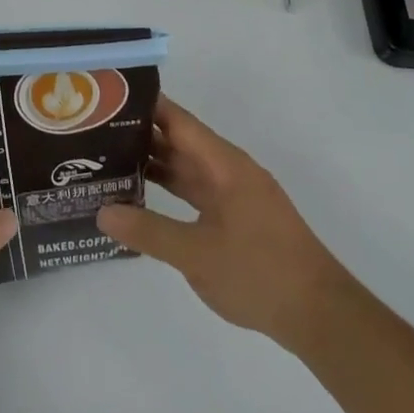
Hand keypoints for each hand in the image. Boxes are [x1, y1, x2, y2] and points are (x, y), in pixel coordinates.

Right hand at [97, 96, 345, 351]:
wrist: (320, 316)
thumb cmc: (260, 273)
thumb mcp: (197, 255)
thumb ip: (148, 231)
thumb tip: (102, 211)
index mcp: (224, 164)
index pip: (177, 120)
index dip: (144, 104)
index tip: (106, 96)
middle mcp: (229, 170)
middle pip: (179, 140)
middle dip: (139, 133)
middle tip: (93, 129)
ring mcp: (234, 195)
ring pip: (186, 167)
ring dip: (152, 162)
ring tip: (106, 157)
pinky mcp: (236, 218)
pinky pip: (195, 190)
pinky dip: (168, 188)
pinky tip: (140, 195)